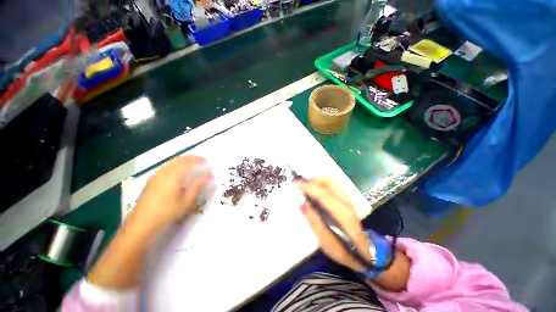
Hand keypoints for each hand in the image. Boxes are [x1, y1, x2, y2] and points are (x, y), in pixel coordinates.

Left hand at [133, 155, 213, 228]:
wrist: (142, 224)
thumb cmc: (168, 212)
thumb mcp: (187, 201)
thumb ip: (198, 186)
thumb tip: (208, 176)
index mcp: (174, 175)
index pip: (188, 162)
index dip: (198, 160)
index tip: (207, 161)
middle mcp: (164, 172)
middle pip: (179, 160)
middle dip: (190, 158)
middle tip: (200, 161)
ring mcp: (156, 176)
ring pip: (171, 163)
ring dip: (182, 161)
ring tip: (191, 165)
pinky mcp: (151, 182)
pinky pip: (165, 168)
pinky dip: (174, 166)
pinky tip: (177, 174)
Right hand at [299, 178, 372, 272]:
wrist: (364, 253)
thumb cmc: (343, 250)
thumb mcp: (325, 242)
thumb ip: (314, 222)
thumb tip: (303, 205)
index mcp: (342, 213)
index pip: (323, 194)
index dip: (308, 187)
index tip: (296, 184)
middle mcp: (346, 202)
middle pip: (328, 181)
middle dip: (313, 180)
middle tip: (301, 186)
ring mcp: (347, 199)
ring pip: (330, 181)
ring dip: (317, 181)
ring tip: (306, 188)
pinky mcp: (346, 199)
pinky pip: (332, 185)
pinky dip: (321, 184)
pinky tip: (315, 192)